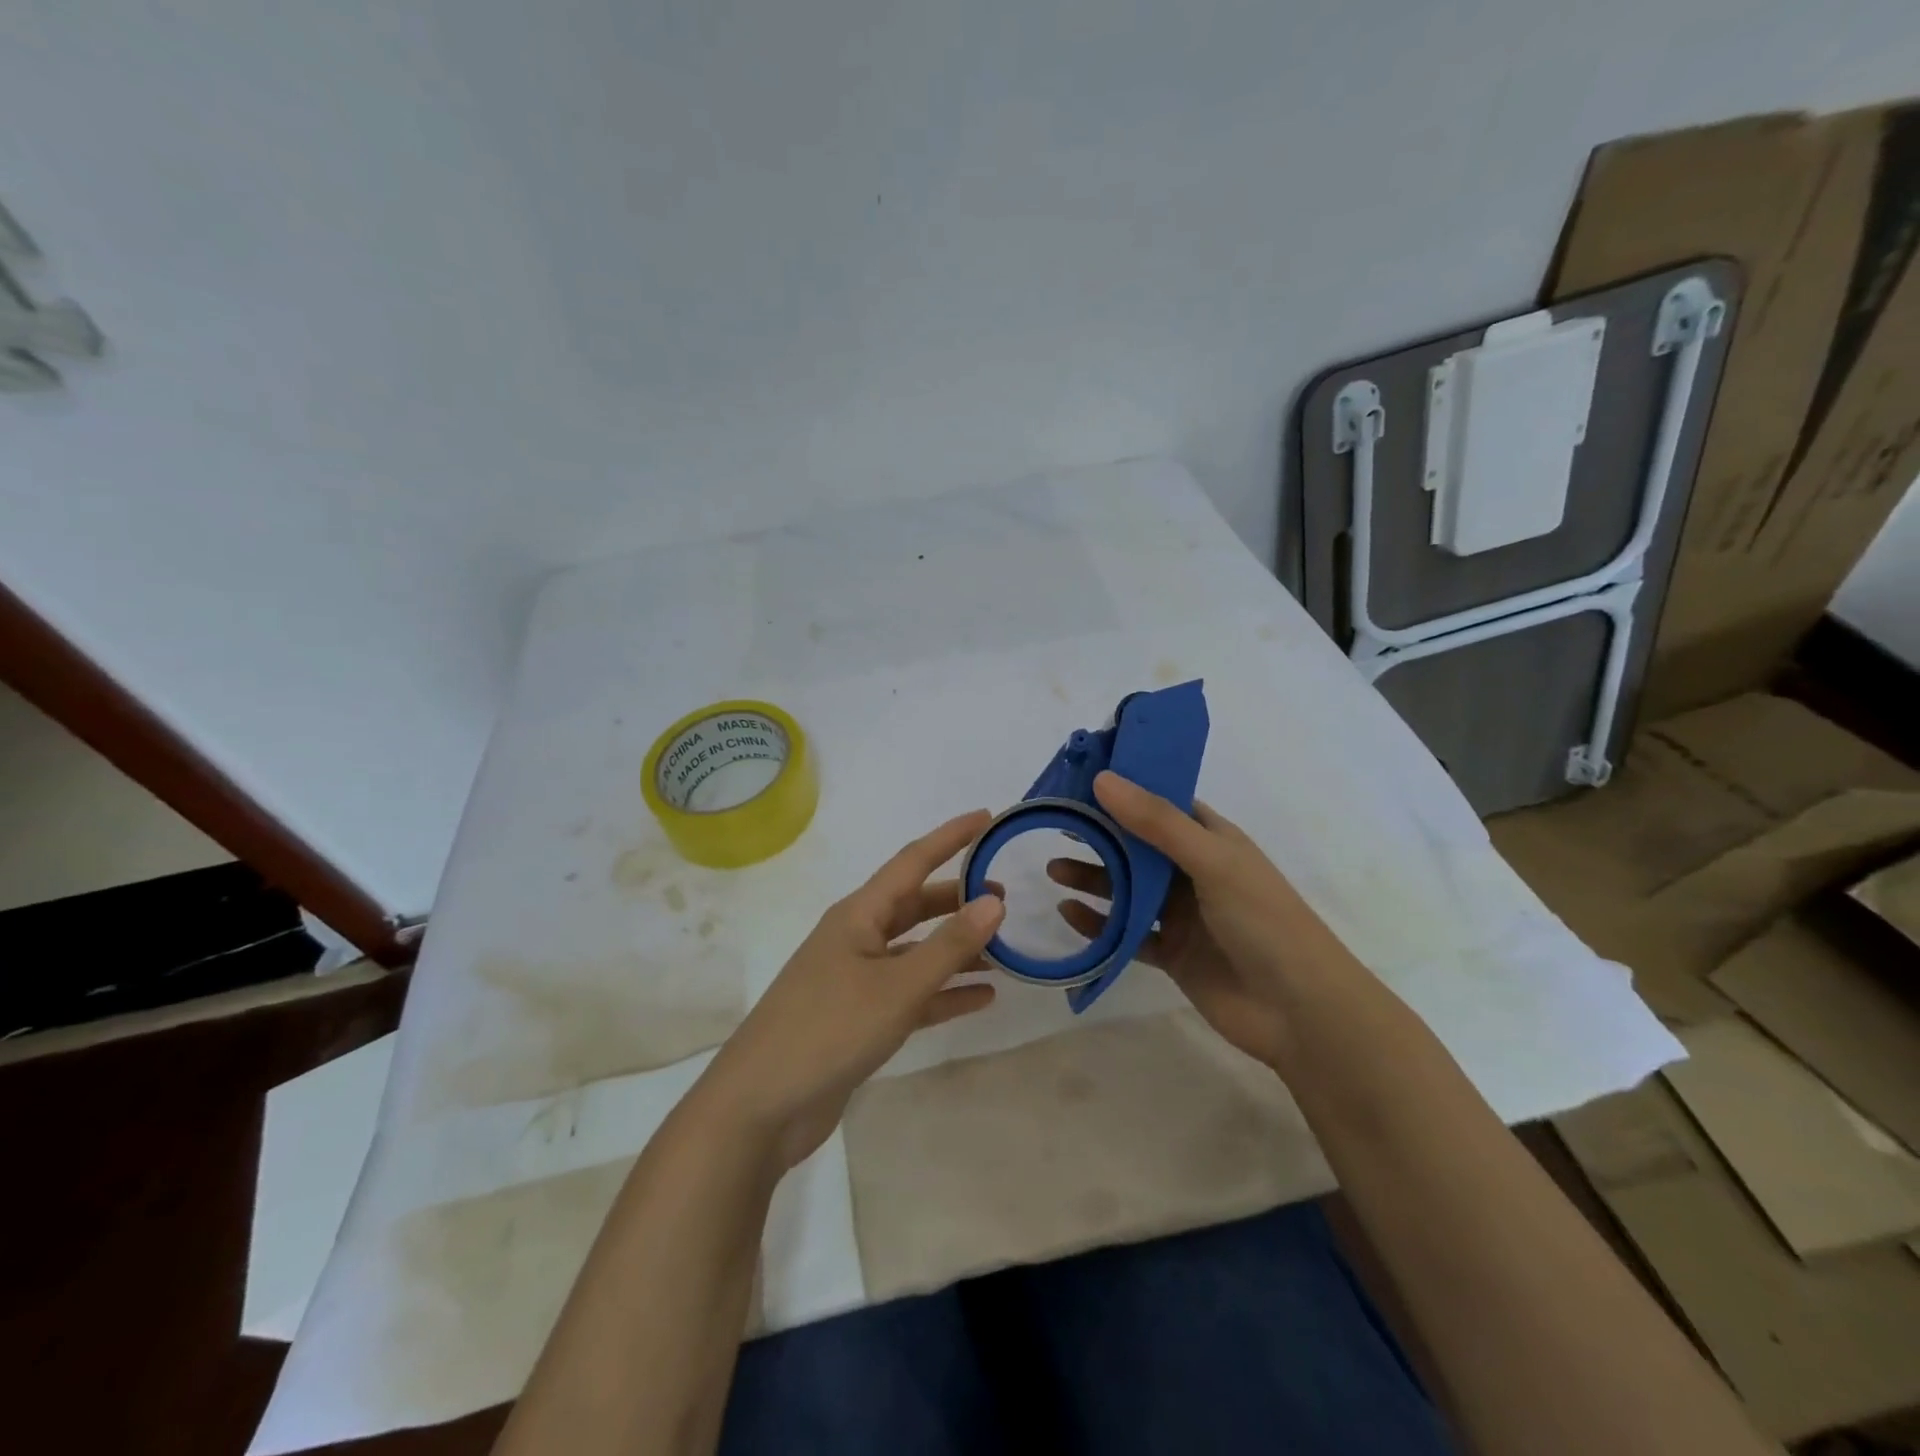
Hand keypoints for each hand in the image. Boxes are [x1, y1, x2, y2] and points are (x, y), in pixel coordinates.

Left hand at [696, 811, 1005, 1171]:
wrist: (761, 1107)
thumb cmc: (828, 1029)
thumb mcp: (897, 986)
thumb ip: (949, 946)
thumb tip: (994, 901)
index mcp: (858, 915)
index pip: (912, 861)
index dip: (950, 837)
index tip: (986, 818)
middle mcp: (857, 938)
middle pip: (916, 906)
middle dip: (958, 899)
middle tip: (1005, 898)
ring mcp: (856, 980)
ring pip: (916, 951)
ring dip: (956, 949)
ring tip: (1004, 949)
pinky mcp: (860, 1019)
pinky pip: (911, 994)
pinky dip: (944, 993)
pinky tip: (983, 998)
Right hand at [1049, 772, 1346, 1069]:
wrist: (1300, 1012)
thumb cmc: (1263, 921)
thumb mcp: (1211, 861)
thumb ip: (1156, 823)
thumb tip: (1102, 779)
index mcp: (1211, 839)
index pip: (1162, 803)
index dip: (1125, 789)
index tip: (1080, 779)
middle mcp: (1194, 871)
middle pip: (1138, 845)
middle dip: (1100, 835)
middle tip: (1055, 824)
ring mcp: (1182, 914)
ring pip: (1128, 889)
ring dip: (1094, 878)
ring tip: (1053, 870)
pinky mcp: (1172, 953)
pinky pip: (1127, 933)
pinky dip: (1099, 925)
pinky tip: (1068, 914)